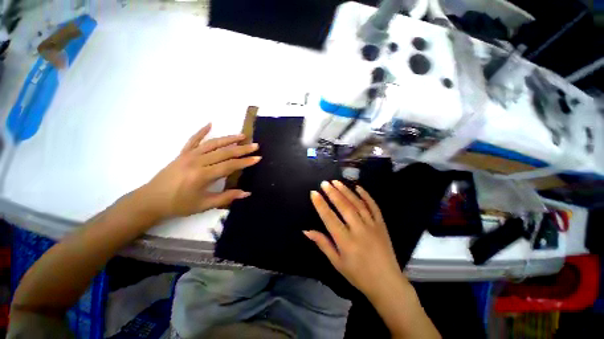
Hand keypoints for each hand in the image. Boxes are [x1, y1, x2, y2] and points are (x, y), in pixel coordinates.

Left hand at [138, 123, 259, 219]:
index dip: (245, 162)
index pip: (229, 166)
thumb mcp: (204, 205)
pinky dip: (201, 131)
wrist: (151, 200)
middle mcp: (197, 161)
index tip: (257, 158)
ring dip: (228, 138)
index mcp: (203, 175)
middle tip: (255, 145)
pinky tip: (210, 124)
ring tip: (242, 135)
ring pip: (212, 144)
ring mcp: (189, 155)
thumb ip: (226, 197)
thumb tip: (246, 193)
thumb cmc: (179, 205)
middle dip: (242, 149)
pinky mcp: (182, 153)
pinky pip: (193, 140)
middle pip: (224, 152)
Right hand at [305, 181, 405, 299]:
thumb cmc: (358, 275)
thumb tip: (306, 231)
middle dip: (332, 193)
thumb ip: (323, 244)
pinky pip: (374, 207)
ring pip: (357, 204)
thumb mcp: (337, 262)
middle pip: (344, 207)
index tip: (314, 193)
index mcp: (345, 241)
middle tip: (324, 183)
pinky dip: (366, 196)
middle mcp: (359, 230)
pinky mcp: (381, 225)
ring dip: (346, 191)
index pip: (329, 218)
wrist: (387, 283)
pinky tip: (358, 187)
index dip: (320, 204)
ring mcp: (372, 225)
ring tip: (337, 182)